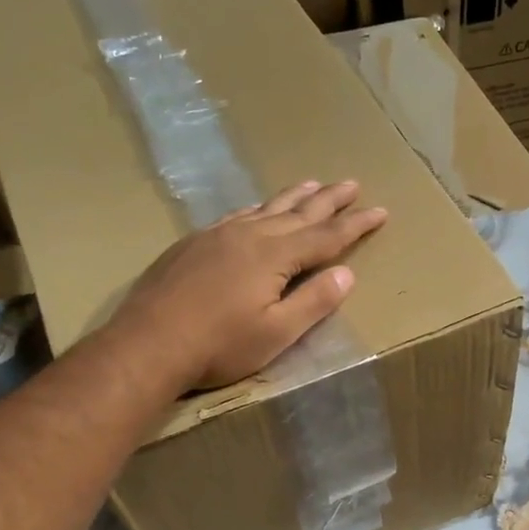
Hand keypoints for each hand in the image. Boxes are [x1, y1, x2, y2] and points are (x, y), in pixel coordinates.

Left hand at [112, 180, 386, 390]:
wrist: (148, 343)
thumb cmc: (219, 346)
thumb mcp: (277, 333)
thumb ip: (314, 302)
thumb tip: (346, 275)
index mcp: (274, 256)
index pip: (326, 236)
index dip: (356, 225)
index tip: (380, 211)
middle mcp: (249, 235)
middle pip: (299, 212)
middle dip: (329, 200)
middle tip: (352, 184)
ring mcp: (218, 235)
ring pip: (266, 208)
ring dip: (294, 197)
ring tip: (313, 183)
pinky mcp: (194, 243)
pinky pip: (237, 215)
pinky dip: (257, 208)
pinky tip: (257, 209)